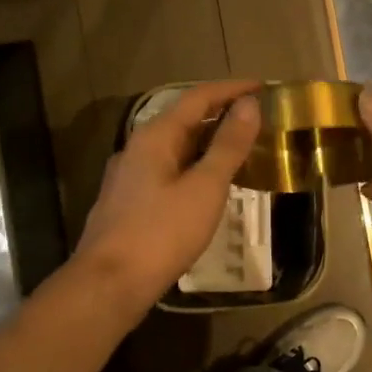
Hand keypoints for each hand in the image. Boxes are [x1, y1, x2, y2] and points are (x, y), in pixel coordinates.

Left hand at [73, 80, 262, 305]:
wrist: (109, 284)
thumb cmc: (161, 233)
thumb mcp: (204, 188)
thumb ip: (228, 146)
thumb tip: (249, 105)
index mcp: (155, 136)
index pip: (197, 98)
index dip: (231, 90)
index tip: (262, 87)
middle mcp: (138, 148)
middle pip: (184, 121)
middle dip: (221, 117)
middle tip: (258, 121)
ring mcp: (129, 177)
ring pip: (175, 149)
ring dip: (208, 145)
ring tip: (242, 152)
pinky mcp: (129, 203)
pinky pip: (168, 172)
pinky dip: (194, 169)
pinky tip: (209, 188)